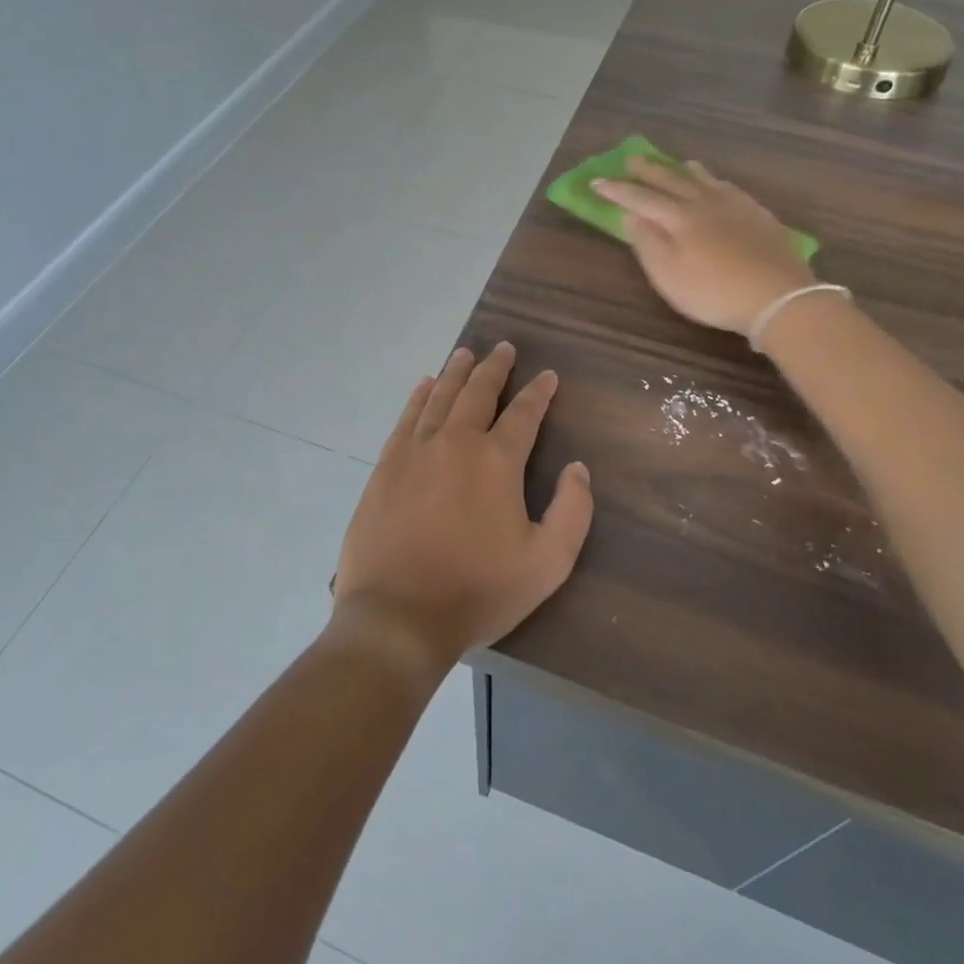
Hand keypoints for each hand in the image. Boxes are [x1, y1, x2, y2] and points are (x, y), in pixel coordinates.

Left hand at [330, 343, 594, 681]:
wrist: (397, 616)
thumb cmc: (478, 592)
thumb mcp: (547, 563)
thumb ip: (572, 511)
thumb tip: (577, 468)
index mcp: (496, 461)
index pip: (524, 414)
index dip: (538, 392)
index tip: (547, 376)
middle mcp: (456, 443)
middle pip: (478, 392)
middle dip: (494, 367)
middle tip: (504, 347)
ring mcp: (416, 451)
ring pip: (440, 397)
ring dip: (456, 372)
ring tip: (465, 353)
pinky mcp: (386, 467)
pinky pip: (406, 418)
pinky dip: (419, 397)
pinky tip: (425, 386)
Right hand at [594, 157, 810, 337]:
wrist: (778, 296)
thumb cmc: (714, 292)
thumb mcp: (669, 276)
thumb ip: (648, 244)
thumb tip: (632, 216)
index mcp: (679, 218)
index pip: (640, 199)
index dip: (617, 190)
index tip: (596, 182)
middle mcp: (704, 203)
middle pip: (671, 181)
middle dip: (648, 170)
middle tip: (631, 159)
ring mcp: (735, 206)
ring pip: (704, 180)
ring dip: (684, 170)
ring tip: (676, 163)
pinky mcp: (758, 215)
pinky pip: (730, 188)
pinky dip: (715, 181)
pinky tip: (718, 185)